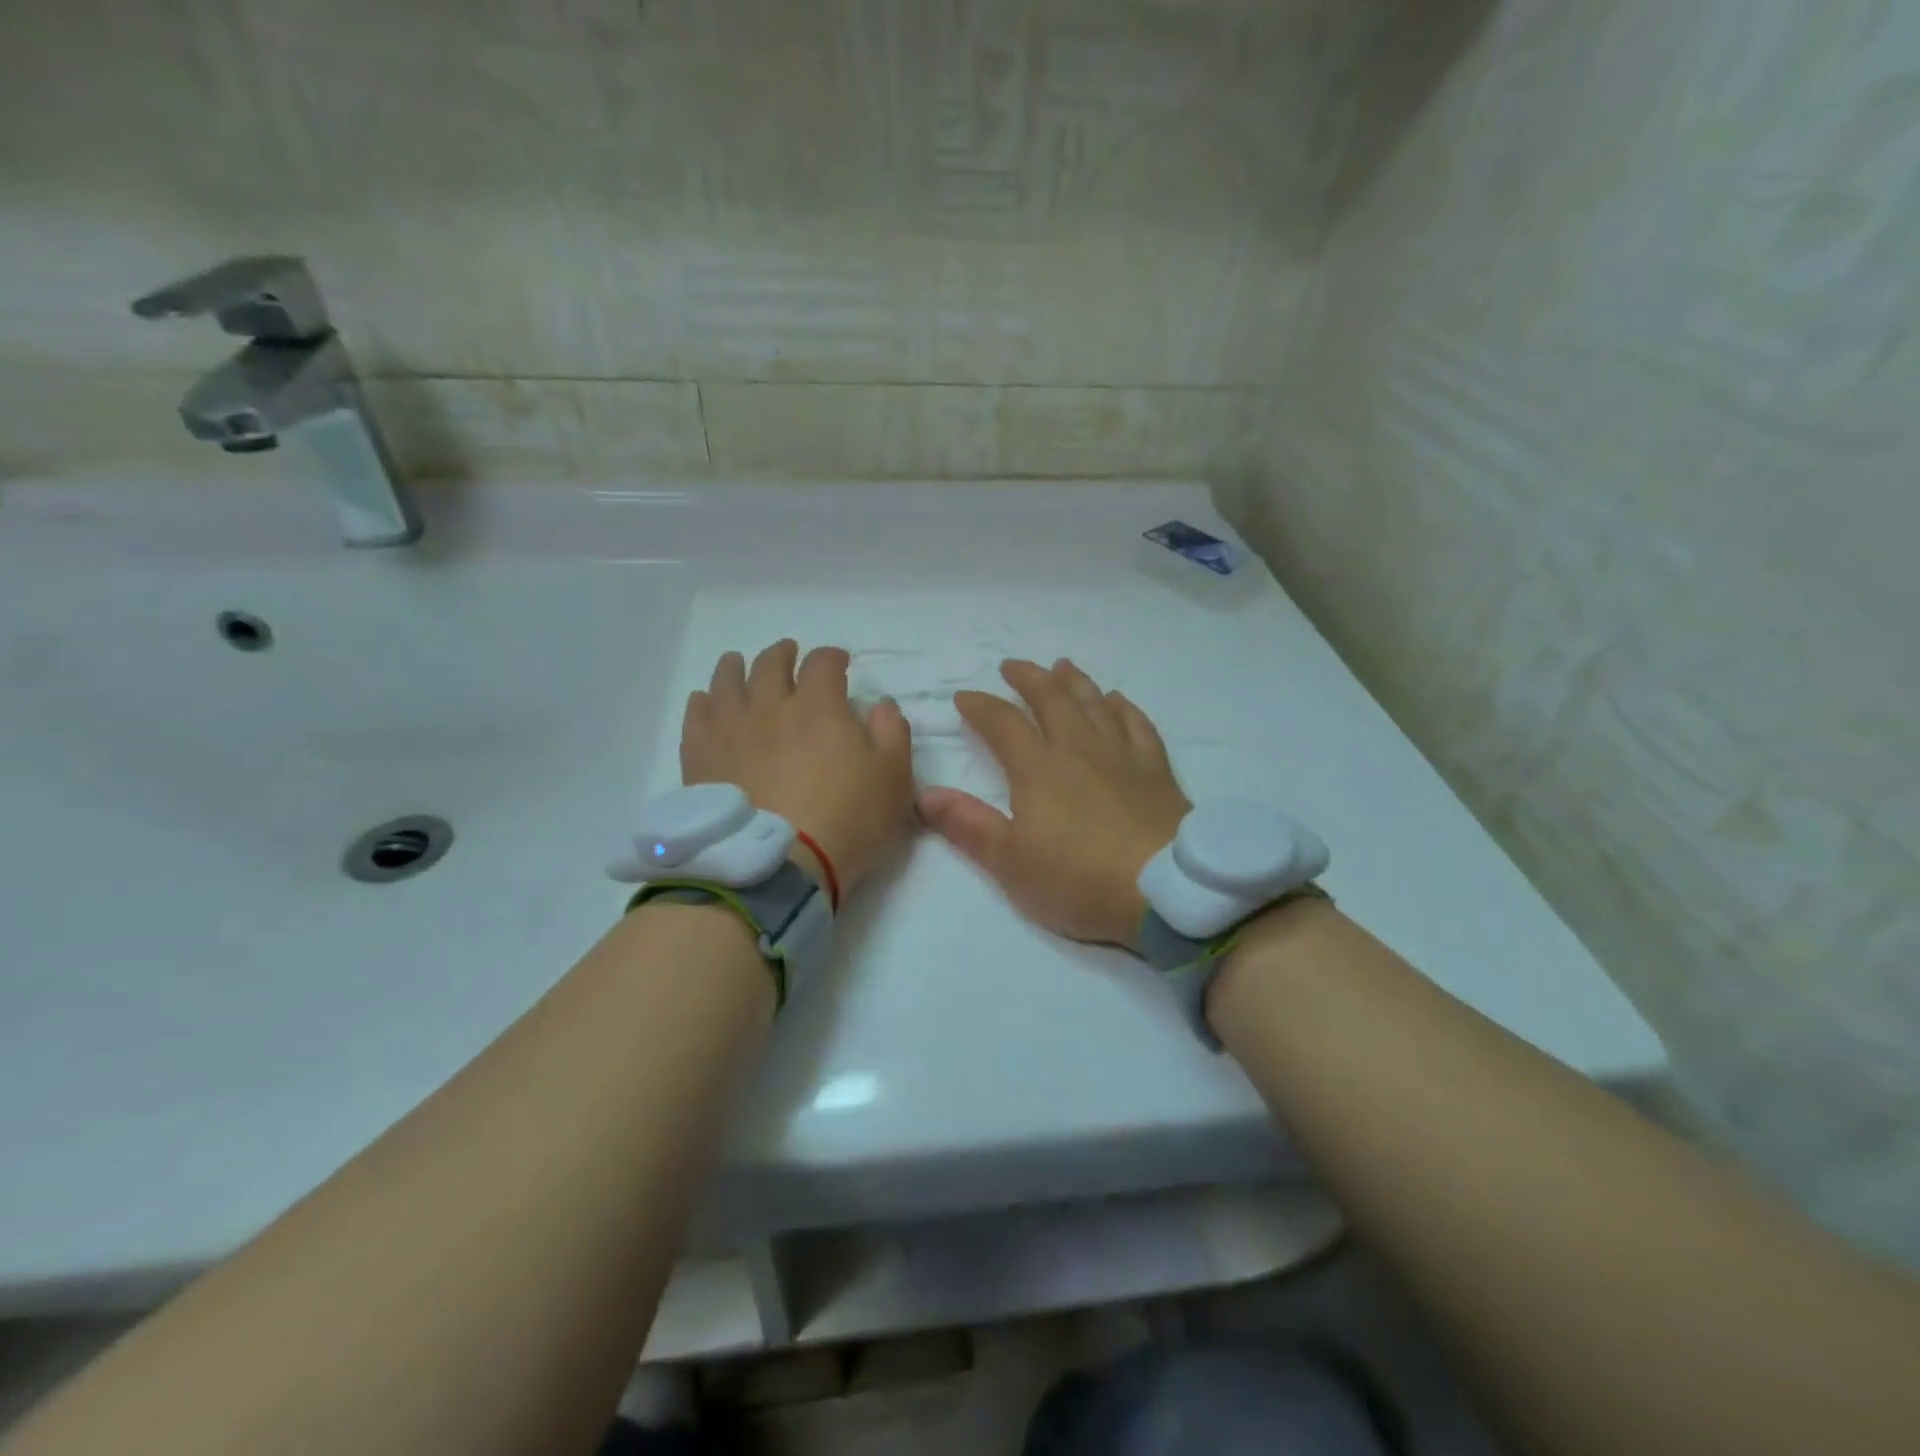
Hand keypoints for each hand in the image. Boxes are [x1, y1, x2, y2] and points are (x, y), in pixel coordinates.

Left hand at [682, 640, 913, 898]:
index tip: (840, 663)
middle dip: (783, 654)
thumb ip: (892, 733)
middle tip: (789, 654)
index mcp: (818, 706)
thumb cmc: (847, 819)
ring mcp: (730, 730)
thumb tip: (880, 705)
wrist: (778, 864)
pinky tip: (705, 701)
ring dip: (736, 667)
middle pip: (771, 664)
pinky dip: (702, 702)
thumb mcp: (894, 778)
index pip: (823, 664)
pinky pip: (696, 716)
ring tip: (738, 664)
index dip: (833, 657)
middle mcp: (769, 706)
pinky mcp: (701, 758)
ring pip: (727, 682)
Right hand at [918, 659, 1190, 945]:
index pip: (1003, 723)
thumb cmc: (1079, 879)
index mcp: (1039, 769)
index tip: (964, 697)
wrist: (1165, 892)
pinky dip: (1124, 707)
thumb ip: (968, 825)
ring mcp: (1122, 755)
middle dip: (1028, 678)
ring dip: (1074, 682)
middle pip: (1051, 699)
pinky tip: (1117, 699)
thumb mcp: (1011, 863)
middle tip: (1012, 666)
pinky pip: (1138, 725)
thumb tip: (924, 794)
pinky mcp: (1156, 770)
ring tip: (1061, 666)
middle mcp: (1079, 749)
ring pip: (1094, 703)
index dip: (980, 706)